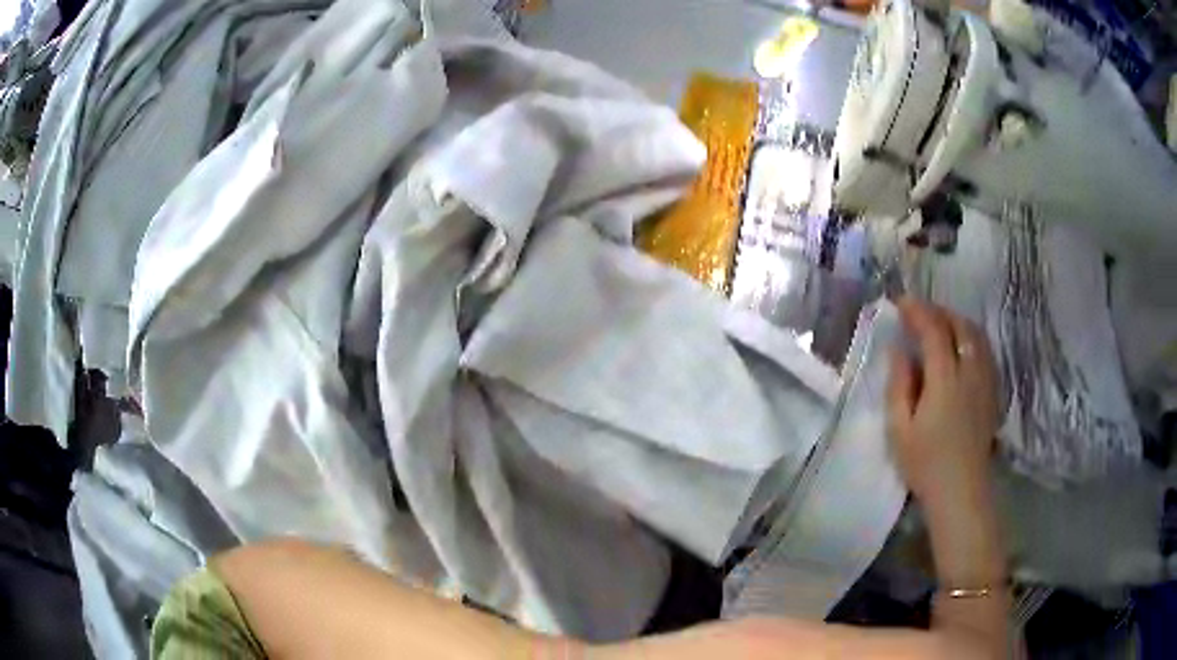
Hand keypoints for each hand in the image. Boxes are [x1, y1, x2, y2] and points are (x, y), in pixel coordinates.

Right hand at [886, 298, 1000, 508]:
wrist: (961, 491)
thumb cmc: (925, 464)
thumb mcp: (899, 429)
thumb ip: (899, 385)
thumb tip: (899, 351)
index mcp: (945, 380)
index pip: (934, 330)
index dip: (917, 311)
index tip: (901, 302)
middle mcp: (970, 371)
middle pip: (959, 326)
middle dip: (938, 312)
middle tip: (919, 313)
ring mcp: (986, 381)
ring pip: (976, 335)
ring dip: (957, 322)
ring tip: (940, 325)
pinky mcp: (993, 391)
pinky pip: (985, 351)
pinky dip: (971, 338)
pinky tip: (962, 348)